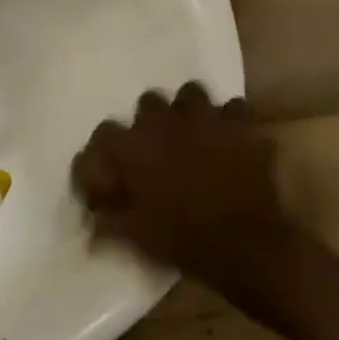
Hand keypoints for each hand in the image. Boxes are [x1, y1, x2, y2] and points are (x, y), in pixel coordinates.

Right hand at [72, 83, 293, 291]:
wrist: (246, 246)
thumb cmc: (183, 240)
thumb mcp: (135, 236)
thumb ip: (108, 221)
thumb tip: (93, 221)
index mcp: (134, 147)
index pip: (106, 131)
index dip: (107, 147)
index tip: (113, 165)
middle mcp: (165, 123)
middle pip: (148, 102)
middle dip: (151, 120)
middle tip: (157, 146)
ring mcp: (205, 119)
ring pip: (191, 93)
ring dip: (188, 110)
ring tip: (193, 131)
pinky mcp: (241, 127)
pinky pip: (235, 109)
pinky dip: (231, 121)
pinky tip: (231, 138)